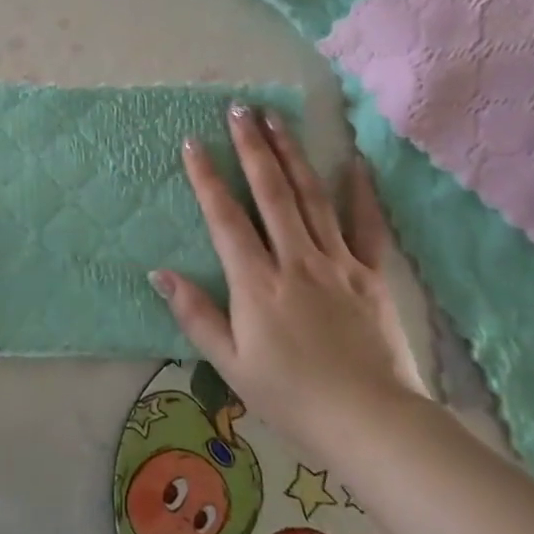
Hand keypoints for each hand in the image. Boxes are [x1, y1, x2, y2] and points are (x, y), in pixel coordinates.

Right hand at [150, 103, 428, 454]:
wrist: (373, 424)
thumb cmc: (293, 398)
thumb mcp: (232, 365)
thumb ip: (196, 315)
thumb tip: (160, 274)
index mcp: (257, 283)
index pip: (225, 218)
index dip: (207, 177)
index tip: (193, 141)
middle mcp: (295, 260)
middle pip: (271, 193)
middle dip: (253, 147)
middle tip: (240, 108)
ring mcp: (337, 263)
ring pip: (311, 197)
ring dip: (292, 154)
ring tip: (277, 119)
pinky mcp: (371, 274)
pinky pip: (366, 226)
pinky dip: (360, 192)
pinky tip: (354, 161)